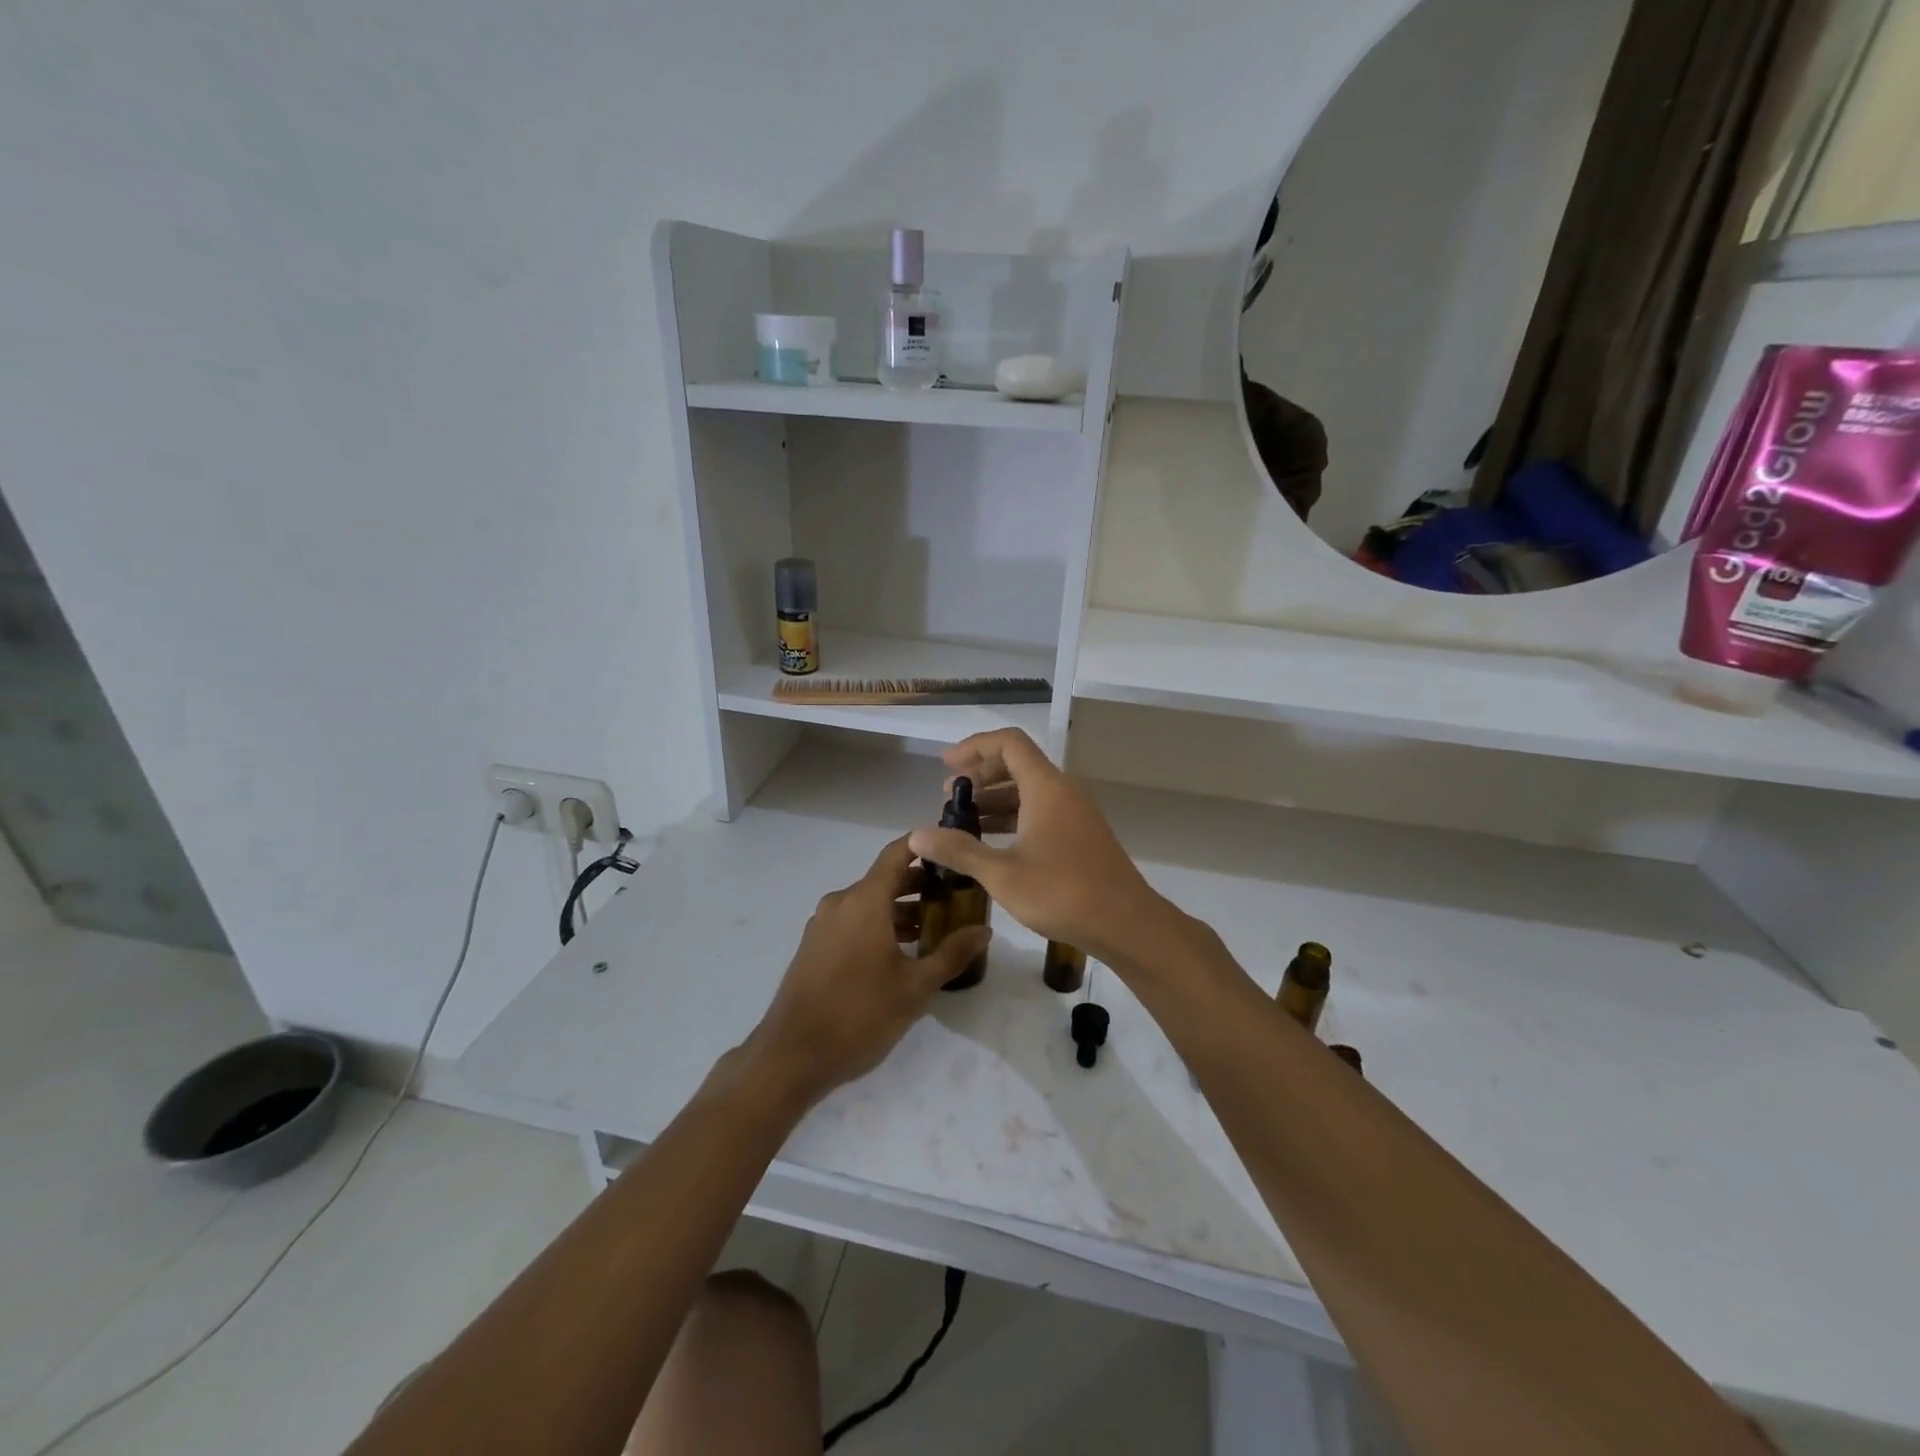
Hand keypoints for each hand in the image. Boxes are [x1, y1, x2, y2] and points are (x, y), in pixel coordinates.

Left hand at [740, 836, 989, 1110]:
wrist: (792, 1055)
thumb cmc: (860, 1014)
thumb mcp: (915, 988)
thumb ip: (951, 954)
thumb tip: (983, 931)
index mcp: (865, 900)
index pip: (898, 853)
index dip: (925, 845)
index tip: (953, 848)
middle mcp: (841, 902)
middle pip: (885, 879)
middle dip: (921, 885)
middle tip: (956, 898)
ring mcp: (823, 924)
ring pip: (869, 903)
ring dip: (901, 909)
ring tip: (934, 930)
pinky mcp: (814, 946)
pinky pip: (853, 921)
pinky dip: (879, 925)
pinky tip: (900, 953)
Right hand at [906, 728, 1164, 963]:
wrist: (1126, 923)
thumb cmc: (1062, 892)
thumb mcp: (1002, 873)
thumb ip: (959, 850)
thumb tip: (917, 834)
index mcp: (1046, 787)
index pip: (1008, 743)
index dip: (974, 747)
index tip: (946, 766)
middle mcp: (1063, 791)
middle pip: (1018, 763)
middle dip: (981, 774)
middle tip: (950, 797)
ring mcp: (1075, 813)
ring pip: (1030, 790)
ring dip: (996, 798)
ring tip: (964, 821)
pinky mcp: (1081, 834)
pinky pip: (1041, 810)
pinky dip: (1014, 817)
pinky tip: (993, 843)